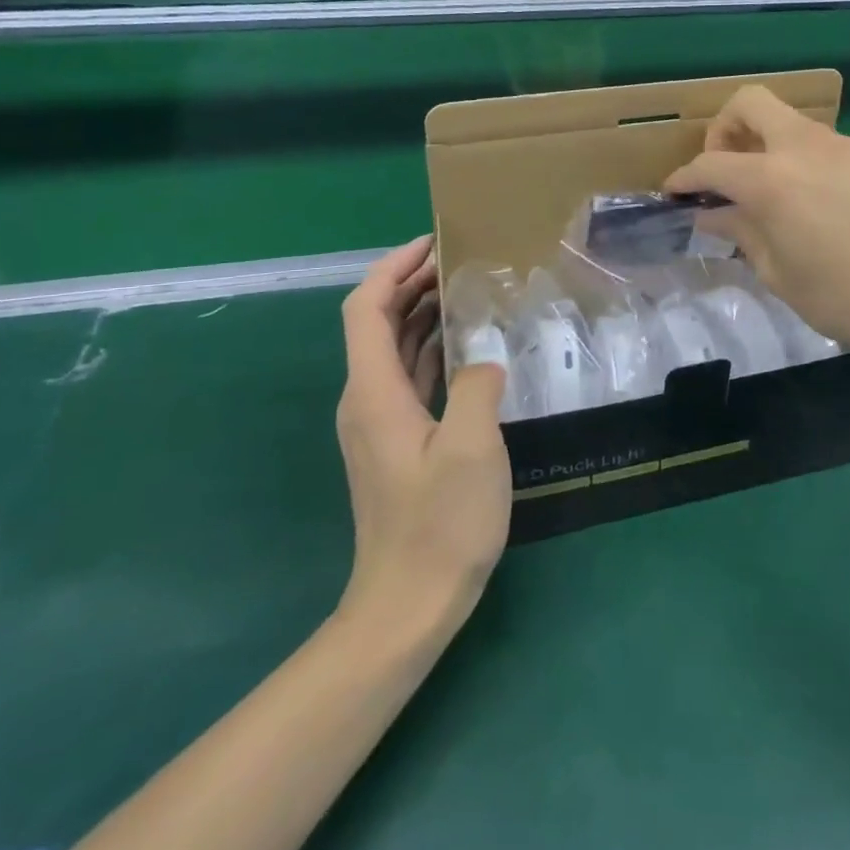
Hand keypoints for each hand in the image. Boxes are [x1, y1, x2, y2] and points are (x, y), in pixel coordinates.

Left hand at [336, 236, 509, 632]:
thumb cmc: (439, 525)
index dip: (393, 268)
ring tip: (467, 291)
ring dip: (423, 314)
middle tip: (460, 260)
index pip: (366, 308)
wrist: (407, 606)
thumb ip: (478, 386)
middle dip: (412, 283)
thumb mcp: (472, 448)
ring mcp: (379, 424)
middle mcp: (366, 400)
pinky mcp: (397, 443)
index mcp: (374, 392)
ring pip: (395, 350)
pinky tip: (467, 347)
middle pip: (377, 323)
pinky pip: (410, 378)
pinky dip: (432, 350)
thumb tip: (482, 359)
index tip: (433, 242)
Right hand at [664, 86, 849, 365]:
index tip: (673, 193)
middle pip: (749, 102)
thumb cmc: (845, 297)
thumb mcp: (778, 273)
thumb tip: (713, 214)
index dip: (684, 177)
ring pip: (786, 119)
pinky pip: (816, 140)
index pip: (711, 163)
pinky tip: (805, 198)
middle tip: (722, 171)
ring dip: (762, 141)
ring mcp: (840, 145)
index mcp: (771, 179)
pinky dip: (794, 155)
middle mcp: (803, 147)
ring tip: (763, 191)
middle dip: (723, 128)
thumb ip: (741, 233)